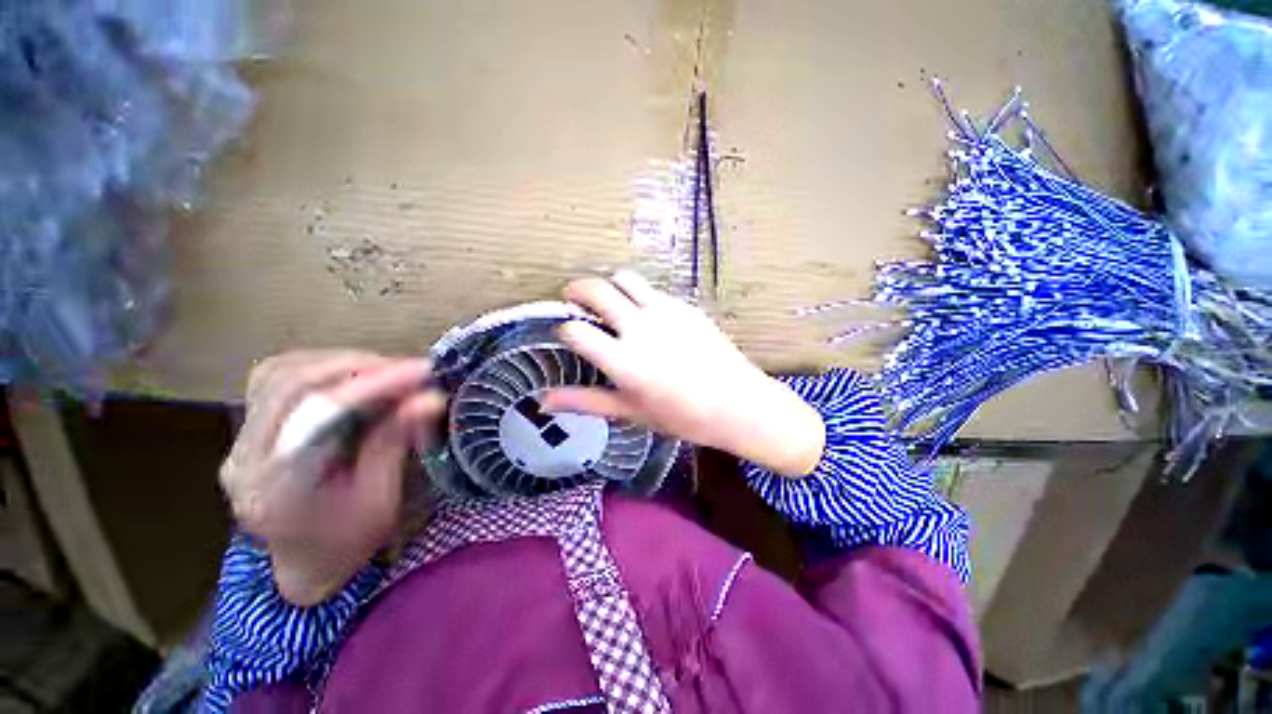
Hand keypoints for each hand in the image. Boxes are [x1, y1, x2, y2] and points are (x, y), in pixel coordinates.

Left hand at [220, 351, 445, 605]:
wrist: (306, 564)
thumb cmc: (347, 542)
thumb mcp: (381, 500)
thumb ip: (395, 443)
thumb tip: (431, 398)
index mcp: (277, 489)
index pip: (318, 416)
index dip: (373, 385)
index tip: (422, 370)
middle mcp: (245, 459)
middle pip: (291, 384)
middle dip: (359, 368)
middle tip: (410, 370)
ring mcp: (240, 441)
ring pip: (280, 373)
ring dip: (340, 364)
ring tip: (386, 373)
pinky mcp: (249, 429)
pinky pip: (276, 378)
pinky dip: (320, 368)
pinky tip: (352, 378)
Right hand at [542, 272, 824, 476]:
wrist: (737, 403)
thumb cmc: (681, 416)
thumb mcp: (630, 412)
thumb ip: (586, 402)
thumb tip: (544, 401)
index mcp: (623, 361)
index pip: (575, 331)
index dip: (564, 330)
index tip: (567, 335)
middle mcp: (640, 328)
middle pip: (595, 290)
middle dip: (576, 290)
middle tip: (573, 298)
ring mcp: (665, 312)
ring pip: (625, 278)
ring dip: (610, 284)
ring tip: (610, 301)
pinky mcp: (685, 306)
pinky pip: (653, 291)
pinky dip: (640, 296)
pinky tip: (648, 317)